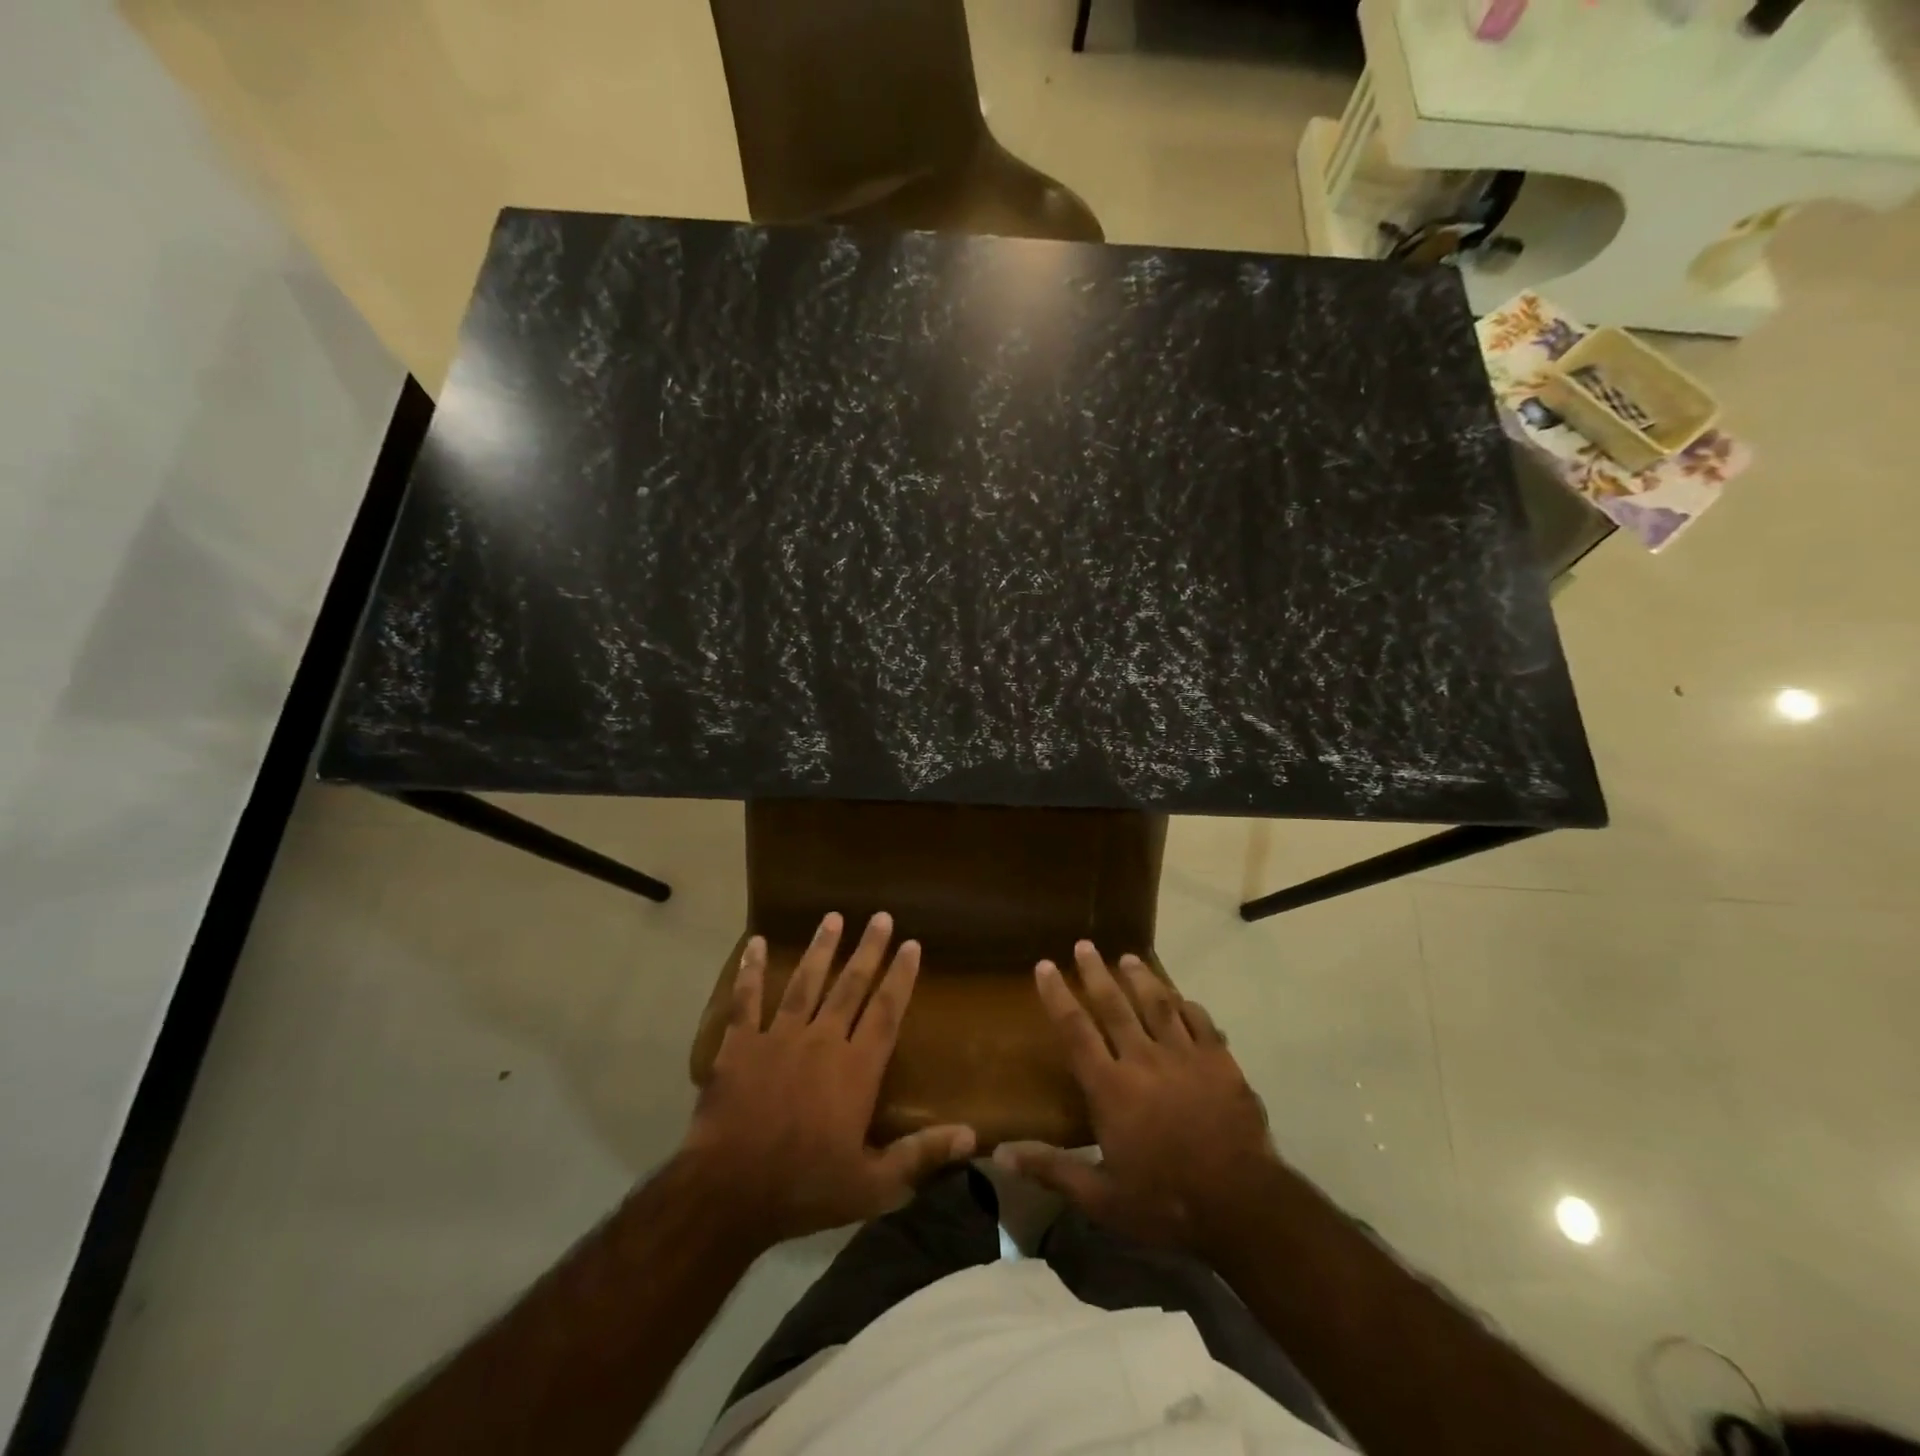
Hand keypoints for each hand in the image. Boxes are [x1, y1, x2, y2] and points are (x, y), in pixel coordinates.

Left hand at [679, 912, 975, 1247]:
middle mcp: (822, 1041)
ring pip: (805, 983)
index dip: (901, 977)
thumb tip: (973, 1135)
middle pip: (850, 986)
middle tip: (880, 916)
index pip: (886, 1011)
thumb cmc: (805, 1189)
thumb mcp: (873, 1185)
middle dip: (868, 949)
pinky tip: (756, 944)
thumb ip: (922, 1155)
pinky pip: (747, 1000)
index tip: (911, 944)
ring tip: (832, 917)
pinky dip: (751, 971)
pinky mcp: (741, 1046)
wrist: (728, 1194)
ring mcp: (779, 1038)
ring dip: (820, 949)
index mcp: (856, 1069)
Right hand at [996, 941, 1278, 1257]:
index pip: (1075, 1031)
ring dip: (1141, 978)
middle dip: (1096, 973)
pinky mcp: (1220, 1063)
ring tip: (1128, 958)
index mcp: (1111, 1088)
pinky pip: (1200, 1022)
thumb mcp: (1101, 1198)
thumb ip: (1053, 1170)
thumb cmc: (1165, 1203)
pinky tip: (1181, 998)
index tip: (1045, 966)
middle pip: (1114, 1006)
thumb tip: (999, 1154)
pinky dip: (1187, 1006)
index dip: (1057, 996)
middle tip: (1085, 944)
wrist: (1242, 1205)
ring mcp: (1185, 1057)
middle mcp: (1143, 1060)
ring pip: (1158, 1004)